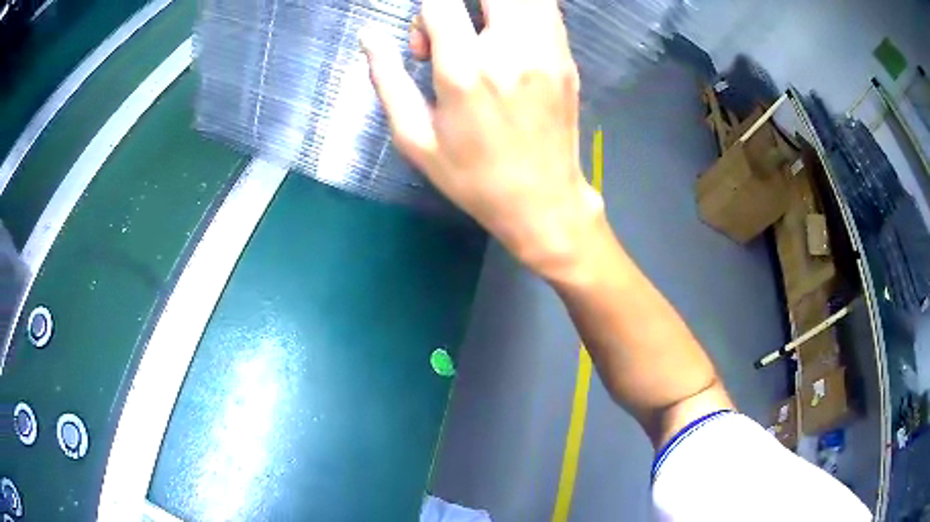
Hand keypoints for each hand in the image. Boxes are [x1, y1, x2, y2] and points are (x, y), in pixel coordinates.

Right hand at [360, 0, 603, 277]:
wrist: (543, 201)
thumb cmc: (473, 177)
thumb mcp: (415, 138)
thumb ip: (387, 79)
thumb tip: (367, 37)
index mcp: (466, 71)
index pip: (441, 3)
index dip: (424, 17)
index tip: (424, 48)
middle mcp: (512, 50)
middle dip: (460, 3)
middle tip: (452, 32)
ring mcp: (548, 51)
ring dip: (493, 5)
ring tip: (479, 30)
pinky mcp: (567, 58)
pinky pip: (547, 9)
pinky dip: (521, 10)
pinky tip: (505, 35)